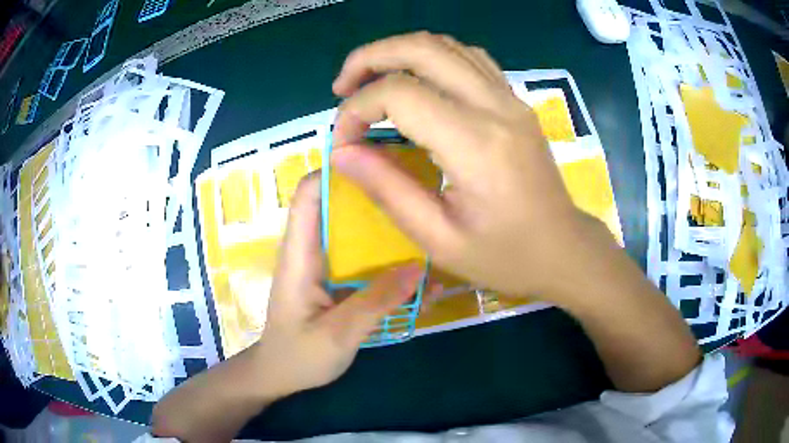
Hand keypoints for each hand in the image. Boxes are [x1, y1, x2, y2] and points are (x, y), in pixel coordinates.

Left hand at [253, 174, 422, 397]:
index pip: (309, 194)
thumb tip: (420, 267)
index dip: (336, 171)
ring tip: (423, 224)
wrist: (279, 376)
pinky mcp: (334, 280)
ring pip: (352, 231)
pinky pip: (360, 258)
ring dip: (383, 226)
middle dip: (372, 194)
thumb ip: (376, 302)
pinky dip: (384, 257)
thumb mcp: (338, 335)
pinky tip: (415, 270)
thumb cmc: (298, 356)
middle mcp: (310, 251)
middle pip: (337, 205)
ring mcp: (322, 265)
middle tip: (414, 191)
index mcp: (299, 255)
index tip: (377, 162)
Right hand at [331, 32, 608, 304]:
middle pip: (421, 49)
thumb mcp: (439, 239)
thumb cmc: (506, 256)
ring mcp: (510, 98)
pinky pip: (469, 57)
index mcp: (476, 144)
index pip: (399, 95)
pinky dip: (432, 57)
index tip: (344, 143)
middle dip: (369, 58)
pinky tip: (417, 81)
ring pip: (445, 45)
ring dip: (398, 52)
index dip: (356, 111)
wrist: (563, 249)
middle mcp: (495, 107)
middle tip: (342, 88)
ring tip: (371, 80)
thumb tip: (341, 153)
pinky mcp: (515, 101)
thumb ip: (387, 190)